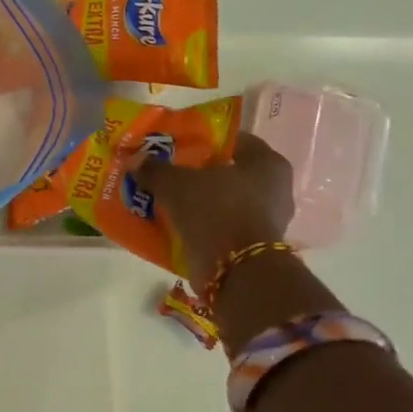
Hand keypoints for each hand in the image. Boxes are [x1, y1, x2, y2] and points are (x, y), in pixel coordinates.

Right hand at [132, 138, 294, 291]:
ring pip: (225, 202)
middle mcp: (275, 189)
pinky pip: (222, 227)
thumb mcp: (176, 183)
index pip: (235, 141)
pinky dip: (203, 226)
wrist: (235, 271)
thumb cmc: (215, 210)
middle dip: (200, 174)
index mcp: (268, 163)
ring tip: (168, 200)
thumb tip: (137, 161)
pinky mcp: (254, 248)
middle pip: (230, 173)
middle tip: (170, 173)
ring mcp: (267, 221)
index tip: (179, 146)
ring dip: (200, 203)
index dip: (205, 141)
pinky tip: (176, 225)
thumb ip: (156, 170)